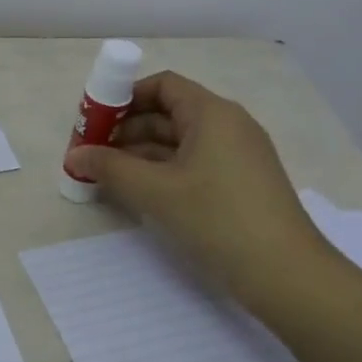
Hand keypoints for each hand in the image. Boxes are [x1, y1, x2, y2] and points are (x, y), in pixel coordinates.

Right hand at [67, 71, 336, 308]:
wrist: (287, 275)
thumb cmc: (218, 219)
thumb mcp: (155, 191)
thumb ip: (109, 167)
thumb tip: (74, 156)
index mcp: (212, 114)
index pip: (162, 86)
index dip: (123, 97)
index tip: (93, 121)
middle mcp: (228, 126)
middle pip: (167, 113)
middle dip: (125, 129)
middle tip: (91, 152)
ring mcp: (237, 156)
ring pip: (178, 141)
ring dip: (139, 153)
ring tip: (106, 174)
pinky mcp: (239, 183)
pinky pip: (191, 163)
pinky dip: (161, 170)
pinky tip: (137, 191)